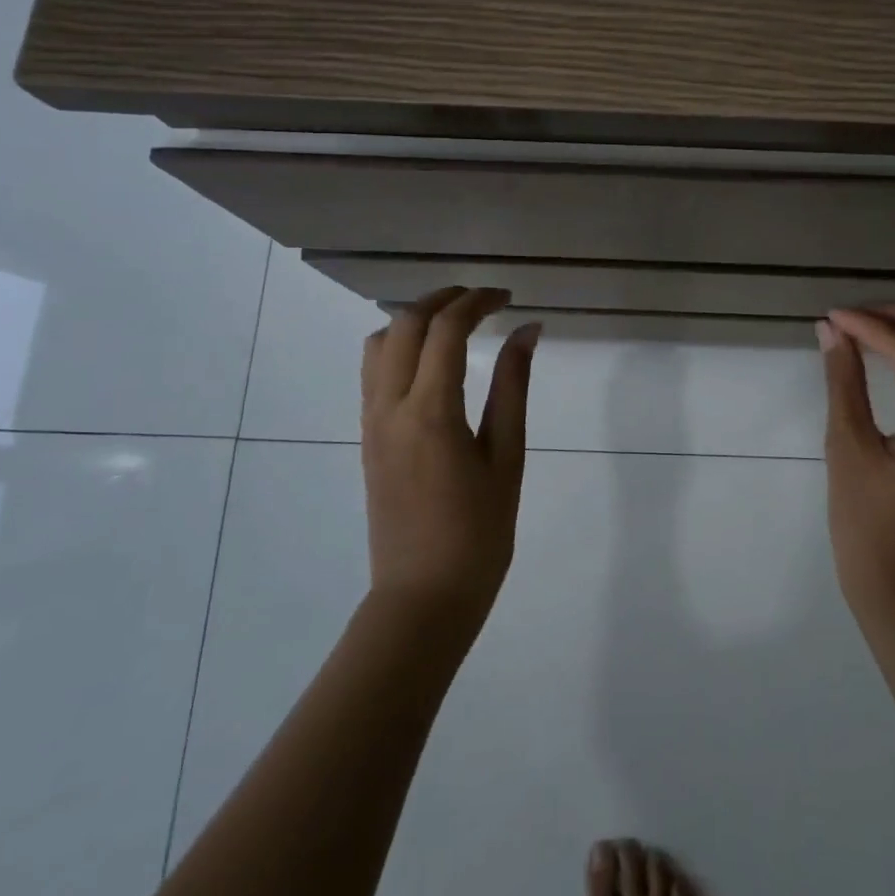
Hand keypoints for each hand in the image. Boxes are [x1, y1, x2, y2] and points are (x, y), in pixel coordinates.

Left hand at [360, 287, 540, 629]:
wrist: (423, 597)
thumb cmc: (478, 533)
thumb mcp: (507, 456)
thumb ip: (513, 386)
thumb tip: (527, 331)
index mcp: (431, 411)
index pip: (446, 329)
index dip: (478, 302)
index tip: (508, 298)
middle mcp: (390, 406)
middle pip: (405, 324)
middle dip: (443, 299)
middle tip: (484, 300)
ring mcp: (371, 422)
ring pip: (380, 343)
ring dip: (415, 319)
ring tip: (455, 323)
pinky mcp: (366, 437)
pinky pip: (373, 372)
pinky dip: (400, 346)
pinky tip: (432, 361)